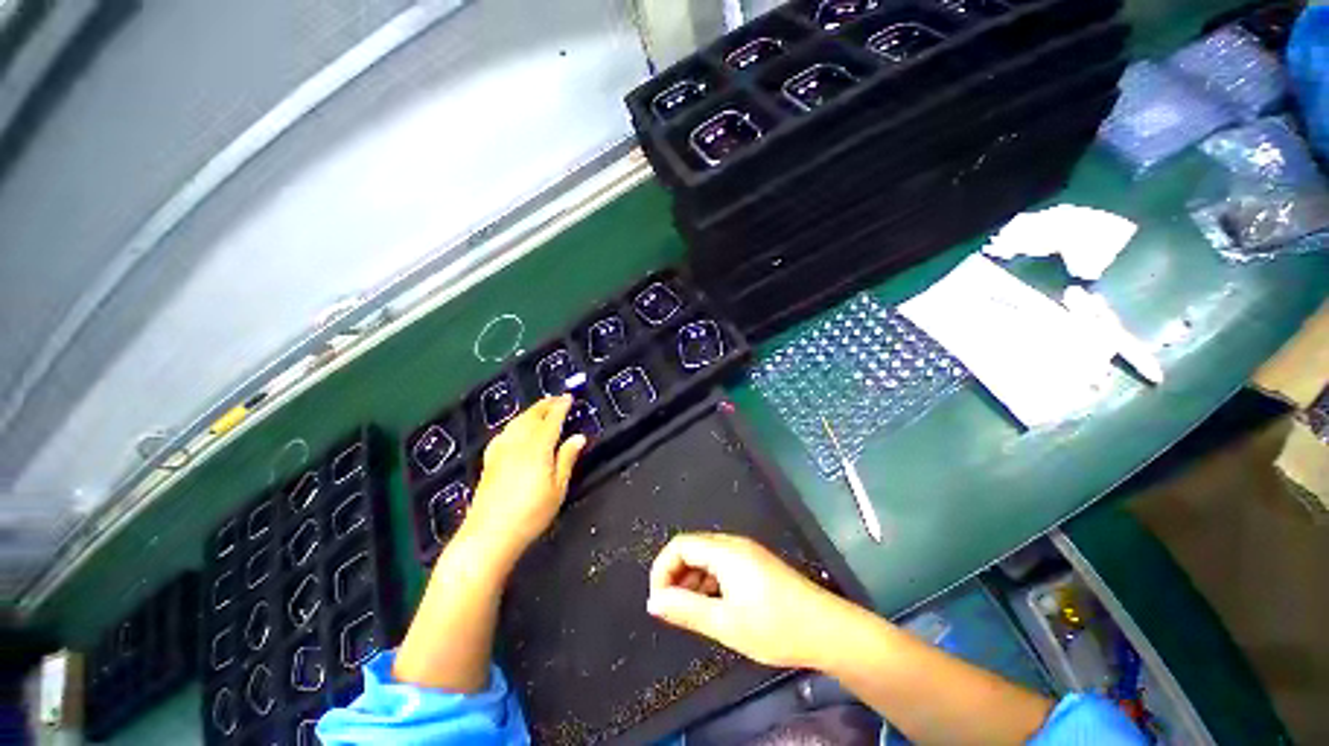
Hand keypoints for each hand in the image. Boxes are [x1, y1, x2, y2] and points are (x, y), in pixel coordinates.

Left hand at [462, 395, 586, 562]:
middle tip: (557, 398)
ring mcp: (500, 450)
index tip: (569, 397)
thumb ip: (567, 458)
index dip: (561, 406)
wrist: (489, 535)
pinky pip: (504, 432)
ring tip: (541, 408)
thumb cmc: (531, 513)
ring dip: (530, 411)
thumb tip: (579, 437)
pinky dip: (515, 424)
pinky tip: (515, 428)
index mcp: (538, 447)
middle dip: (545, 404)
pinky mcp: (489, 460)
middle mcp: (518, 443)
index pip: (552, 419)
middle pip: (532, 416)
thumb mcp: (558, 488)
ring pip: (516, 421)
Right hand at [646, 533, 854, 668]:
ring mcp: (747, 553)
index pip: (680, 546)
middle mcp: (734, 544)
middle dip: (676, 575)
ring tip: (690, 612)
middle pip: (692, 548)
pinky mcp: (756, 564)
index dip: (662, 570)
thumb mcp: (725, 623)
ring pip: (707, 557)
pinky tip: (713, 606)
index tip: (658, 601)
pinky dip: (709, 582)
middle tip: (671, 609)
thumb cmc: (775, 627)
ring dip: (692, 580)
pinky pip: (722, 565)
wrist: (827, 630)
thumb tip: (654, 602)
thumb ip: (686, 610)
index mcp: (725, 551)